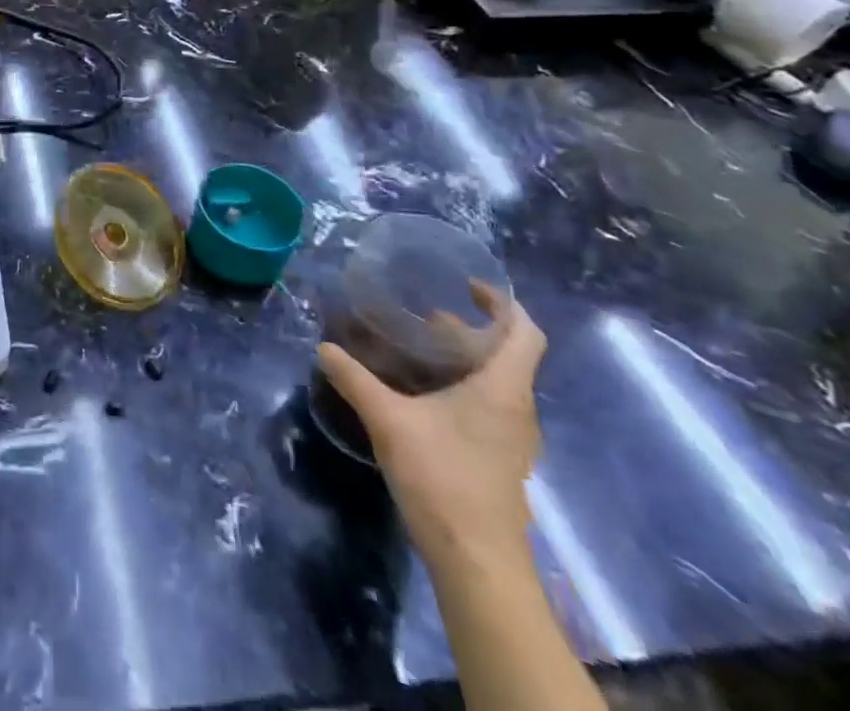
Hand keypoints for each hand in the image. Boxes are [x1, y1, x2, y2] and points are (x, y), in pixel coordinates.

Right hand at [318, 291, 545, 571]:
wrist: (477, 562)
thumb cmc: (442, 478)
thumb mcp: (388, 420)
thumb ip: (354, 379)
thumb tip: (324, 347)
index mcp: (503, 388)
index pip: (525, 332)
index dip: (503, 303)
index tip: (467, 286)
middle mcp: (517, 407)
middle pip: (506, 354)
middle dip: (468, 329)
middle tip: (423, 316)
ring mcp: (512, 437)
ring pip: (496, 381)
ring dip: (463, 359)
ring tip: (416, 349)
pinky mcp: (500, 459)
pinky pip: (489, 405)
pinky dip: (462, 386)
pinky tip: (422, 394)